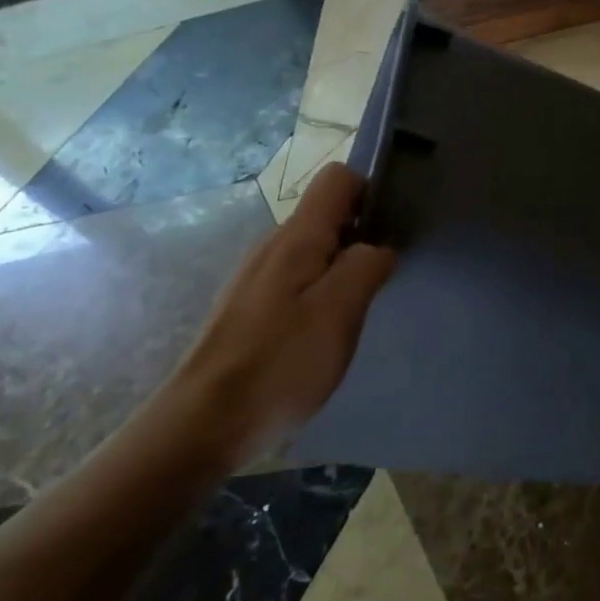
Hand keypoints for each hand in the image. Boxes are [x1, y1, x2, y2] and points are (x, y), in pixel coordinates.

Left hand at [168, 163, 396, 467]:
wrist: (207, 422)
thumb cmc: (280, 363)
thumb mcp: (338, 311)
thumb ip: (366, 266)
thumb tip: (381, 246)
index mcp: (297, 237)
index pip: (338, 178)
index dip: (371, 192)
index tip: (392, 230)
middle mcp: (273, 245)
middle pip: (327, 214)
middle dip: (362, 236)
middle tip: (381, 282)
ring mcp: (258, 276)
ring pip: (315, 250)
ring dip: (343, 268)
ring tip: (356, 312)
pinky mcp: (251, 306)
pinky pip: (299, 279)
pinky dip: (322, 292)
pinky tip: (325, 333)